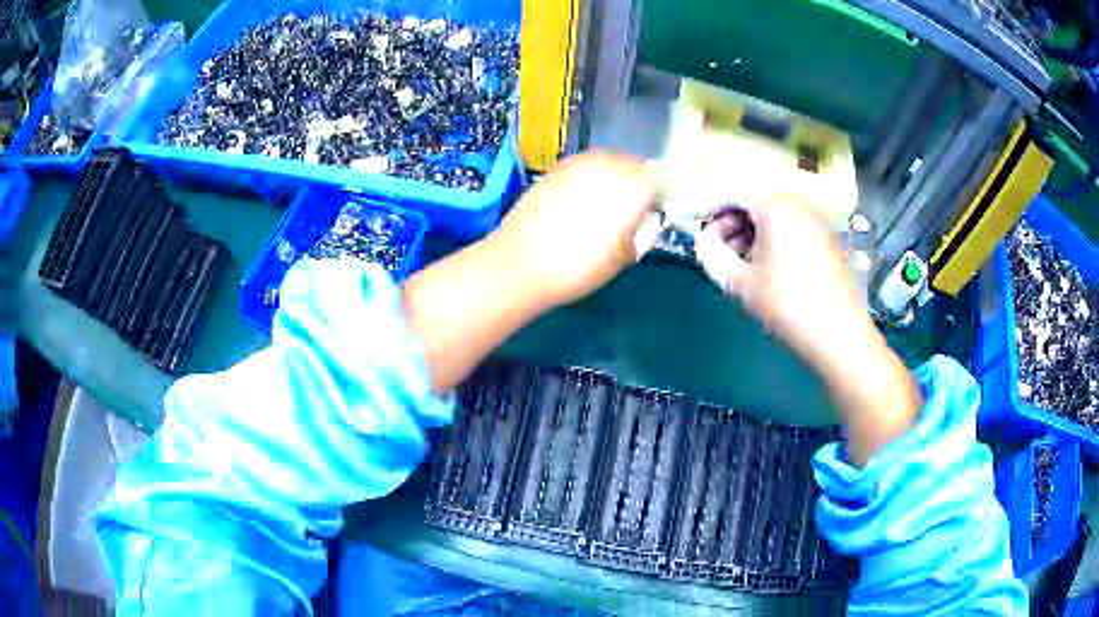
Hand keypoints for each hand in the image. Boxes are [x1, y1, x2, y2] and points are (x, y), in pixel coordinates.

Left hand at [491, 152, 656, 305]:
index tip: (662, 205)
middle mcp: (609, 165)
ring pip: (607, 163)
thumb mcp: (622, 256)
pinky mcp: (556, 169)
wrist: (520, 263)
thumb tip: (637, 220)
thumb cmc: (579, 266)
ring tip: (605, 205)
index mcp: (633, 185)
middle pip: (633, 165)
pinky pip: (584, 168)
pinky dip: (589, 179)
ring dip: (613, 177)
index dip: (665, 190)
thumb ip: (638, 231)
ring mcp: (579, 163)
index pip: (662, 177)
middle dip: (637, 181)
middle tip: (634, 207)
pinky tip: (580, 203)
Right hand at [695, 195, 920, 464]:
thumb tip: (703, 241)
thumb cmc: (787, 304)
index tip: (693, 224)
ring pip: (772, 214)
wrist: (838, 334)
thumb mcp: (740, 282)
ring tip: (739, 262)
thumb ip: (712, 255)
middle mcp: (797, 204)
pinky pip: (790, 227)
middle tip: (716, 249)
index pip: (731, 190)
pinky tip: (766, 267)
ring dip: (749, 231)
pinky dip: (771, 238)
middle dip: (729, 220)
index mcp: (774, 206)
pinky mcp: (825, 240)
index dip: (708, 204)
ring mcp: (815, 221)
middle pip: (753, 199)